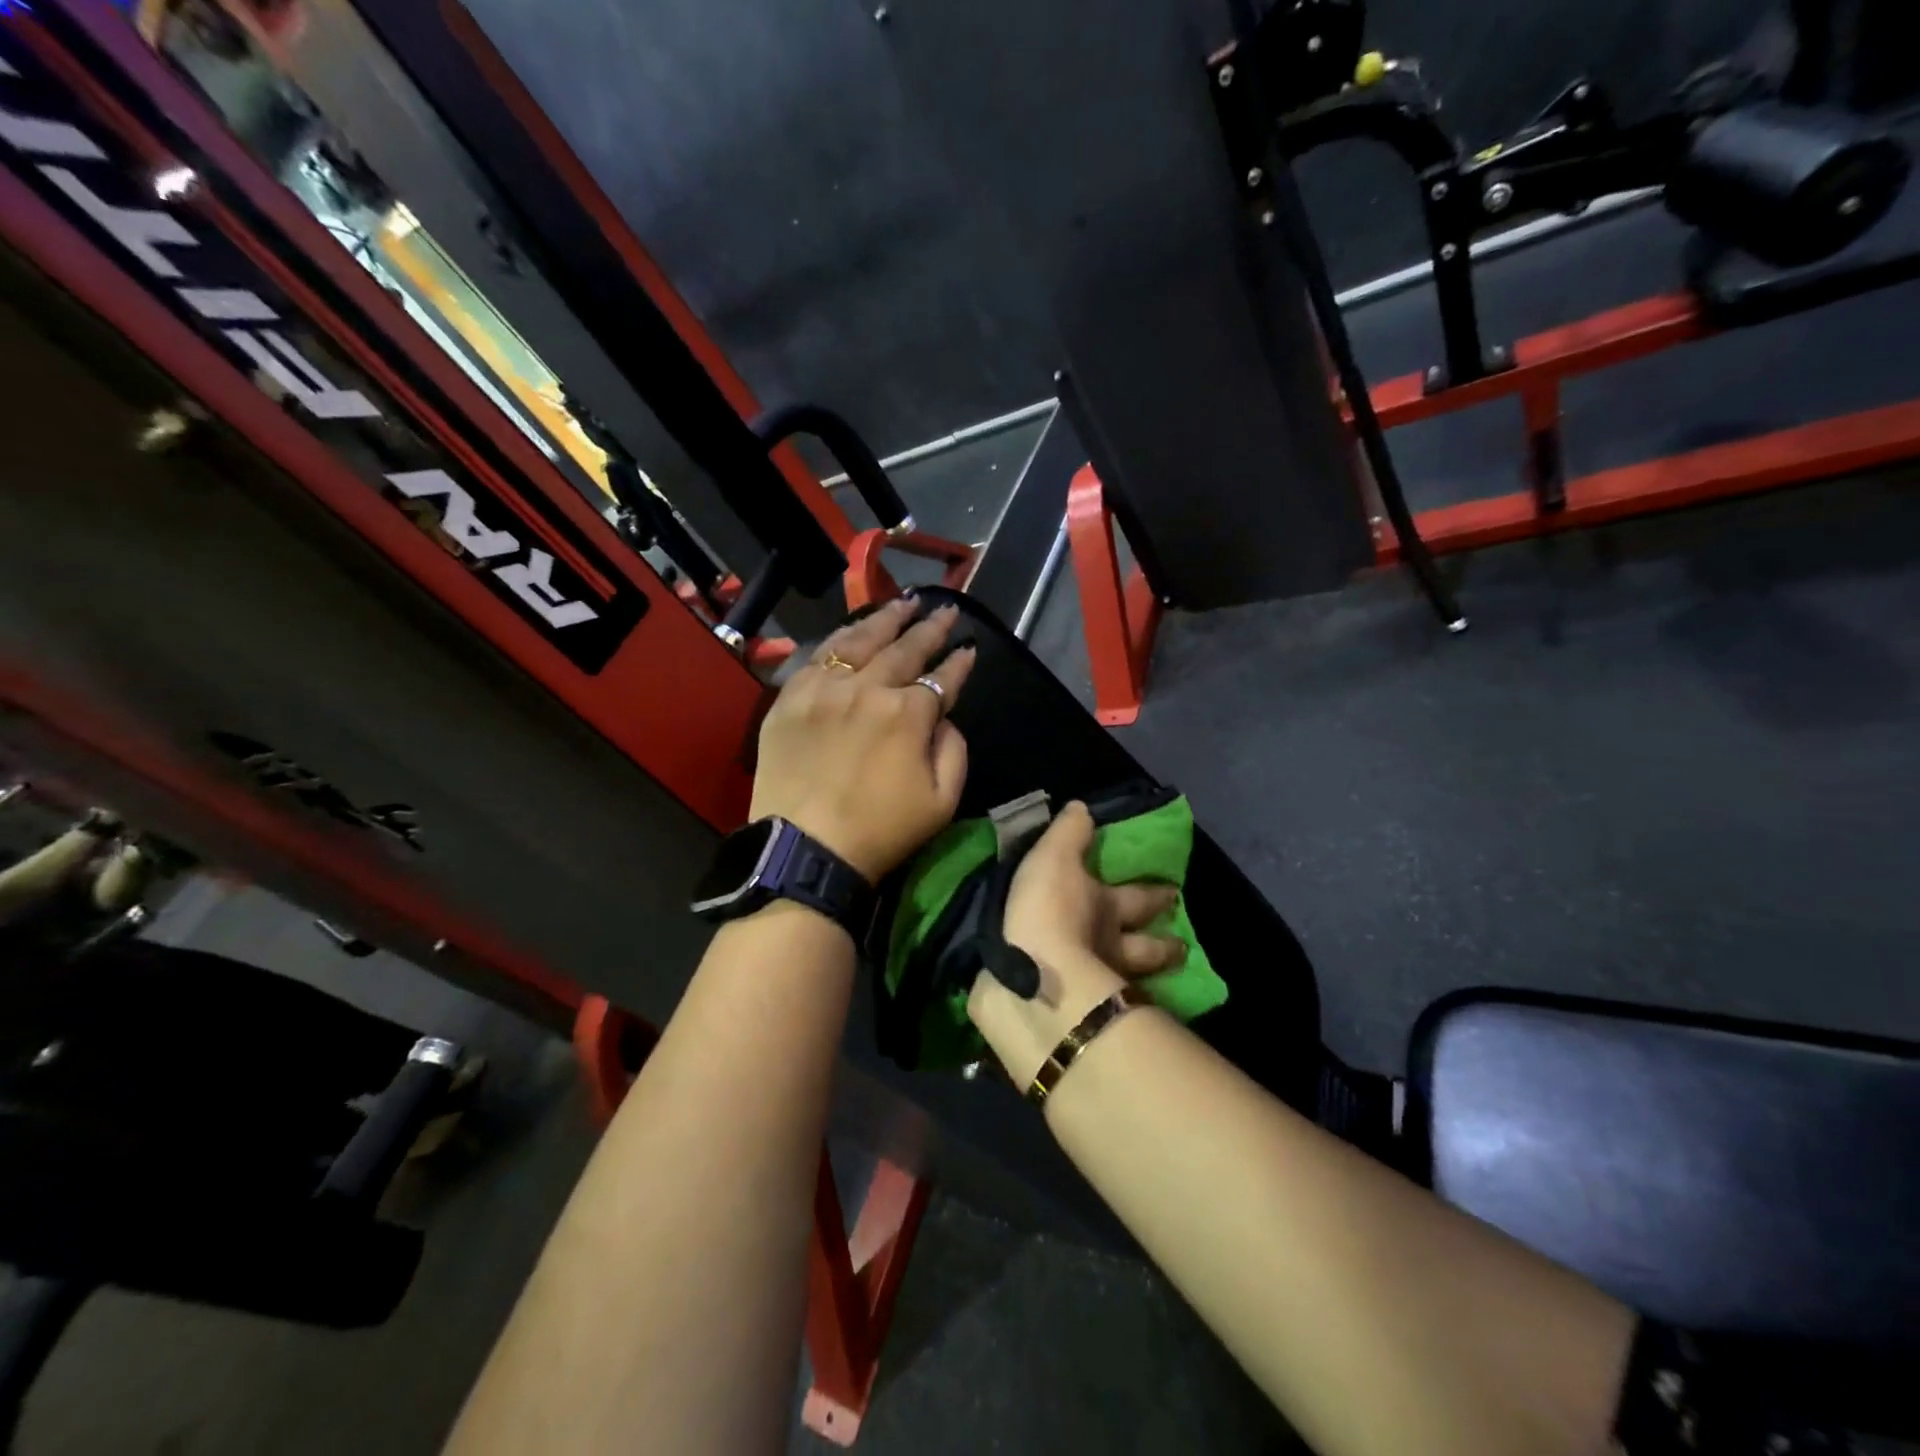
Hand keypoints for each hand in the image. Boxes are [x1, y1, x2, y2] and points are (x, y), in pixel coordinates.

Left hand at [749, 598, 975, 882]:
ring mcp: (823, 689)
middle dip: (929, 628)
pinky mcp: (789, 700)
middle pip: (904, 648)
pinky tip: (850, 632)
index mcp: (908, 713)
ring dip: (885, 619)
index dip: (959, 662)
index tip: (969, 648)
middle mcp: (867, 688)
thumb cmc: (881, 832)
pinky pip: (816, 657)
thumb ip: (954, 750)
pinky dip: (838, 639)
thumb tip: (944, 718)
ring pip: (858, 640)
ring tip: (903, 603)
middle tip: (944, 610)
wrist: (805, 850)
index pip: (942, 677)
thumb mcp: (942, 802)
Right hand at [967, 802, 1185, 1089]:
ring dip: (1143, 981)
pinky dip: (1105, 1007)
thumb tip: (1083, 808)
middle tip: (1182, 948)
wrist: (1032, 976)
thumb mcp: (1054, 857)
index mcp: (1108, 906)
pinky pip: (1100, 1009)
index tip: (1173, 892)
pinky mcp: (1078, 1014)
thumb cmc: (1047, 909)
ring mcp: (1100, 984)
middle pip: (1145, 949)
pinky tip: (1106, 1013)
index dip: (1155, 894)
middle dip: (1163, 946)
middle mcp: (1112, 947)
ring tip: (1153, 986)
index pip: (1139, 897)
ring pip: (1131, 982)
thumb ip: (1068, 833)